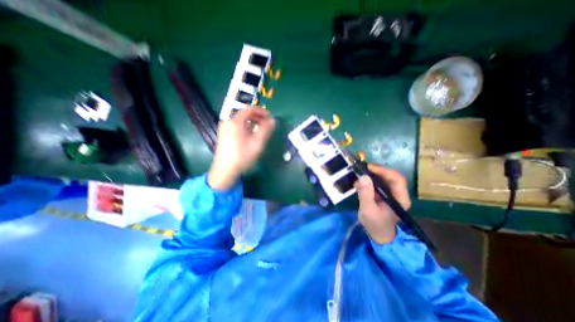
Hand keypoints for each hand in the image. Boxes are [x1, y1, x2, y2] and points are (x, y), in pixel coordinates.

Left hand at [209, 106, 275, 189]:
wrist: (225, 170)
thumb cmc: (242, 156)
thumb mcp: (257, 143)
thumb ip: (266, 130)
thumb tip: (273, 120)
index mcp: (235, 121)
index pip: (250, 109)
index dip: (262, 112)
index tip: (270, 118)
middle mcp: (228, 121)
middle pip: (245, 114)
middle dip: (257, 117)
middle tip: (267, 124)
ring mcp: (224, 128)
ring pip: (241, 120)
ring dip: (252, 122)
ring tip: (260, 130)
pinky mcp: (224, 134)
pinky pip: (237, 125)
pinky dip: (246, 127)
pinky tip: (251, 135)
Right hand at [358, 164, 410, 243]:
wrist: (378, 234)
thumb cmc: (375, 224)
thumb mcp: (368, 210)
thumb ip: (365, 194)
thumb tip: (363, 176)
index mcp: (400, 199)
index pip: (397, 179)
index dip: (383, 171)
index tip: (368, 167)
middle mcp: (399, 194)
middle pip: (390, 176)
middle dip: (376, 171)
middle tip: (361, 169)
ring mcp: (392, 193)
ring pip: (384, 178)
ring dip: (371, 175)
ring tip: (359, 176)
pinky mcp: (384, 194)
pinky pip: (378, 182)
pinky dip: (368, 180)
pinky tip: (360, 183)